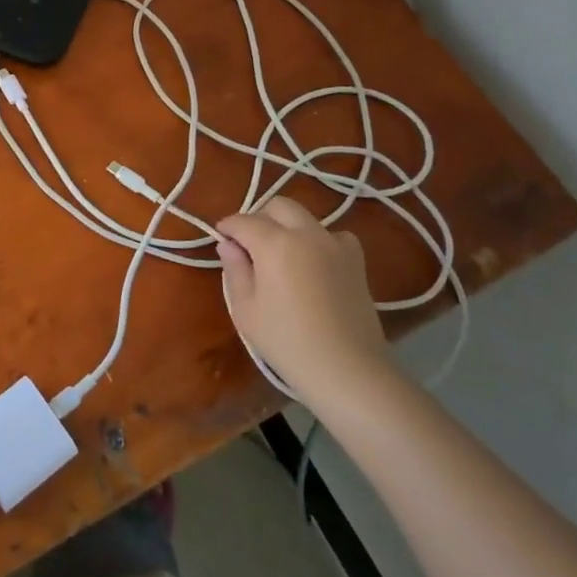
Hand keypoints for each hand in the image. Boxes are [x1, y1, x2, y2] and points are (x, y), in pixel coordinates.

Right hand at [215, 196, 394, 402]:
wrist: (347, 370)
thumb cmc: (287, 342)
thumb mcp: (246, 309)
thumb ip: (235, 270)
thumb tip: (228, 245)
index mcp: (275, 243)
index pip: (244, 221)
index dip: (228, 227)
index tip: (220, 238)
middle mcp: (307, 233)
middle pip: (278, 206)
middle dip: (259, 217)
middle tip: (248, 244)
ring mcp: (336, 244)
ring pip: (306, 217)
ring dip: (288, 226)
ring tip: (280, 254)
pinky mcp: (356, 261)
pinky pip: (333, 235)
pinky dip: (318, 239)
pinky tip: (313, 262)